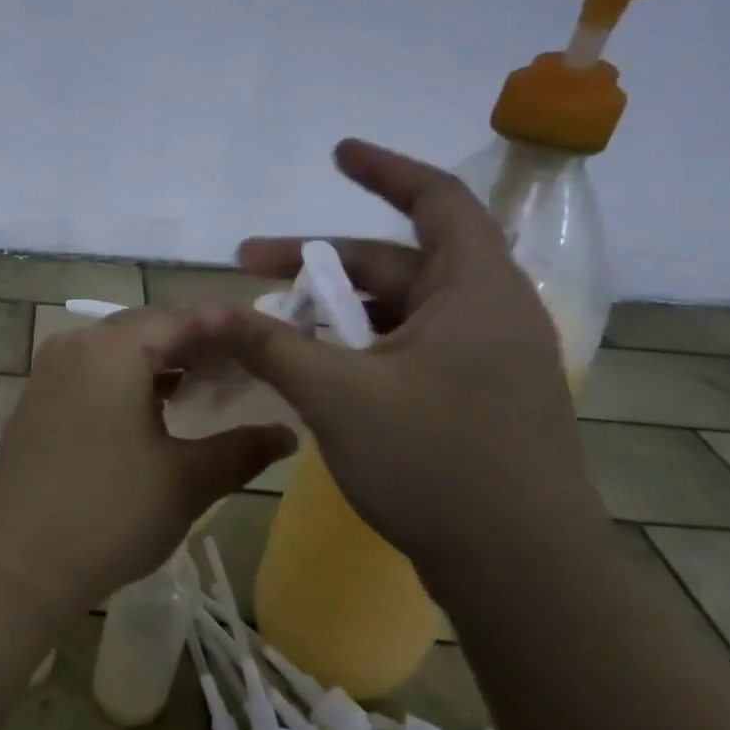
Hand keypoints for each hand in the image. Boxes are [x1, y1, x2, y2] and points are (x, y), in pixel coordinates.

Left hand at [0, 309, 295, 624]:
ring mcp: (49, 373)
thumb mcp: (186, 481)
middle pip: (147, 330)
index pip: (181, 320)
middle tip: (244, 369)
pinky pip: (93, 375)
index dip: (226, 330)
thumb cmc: (108, 514)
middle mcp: (75, 345)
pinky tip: (158, 412)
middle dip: (196, 346)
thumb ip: (242, 450)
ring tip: (210, 390)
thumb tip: (287, 434)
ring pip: (118, 353)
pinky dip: (130, 383)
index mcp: (111, 348)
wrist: (12, 563)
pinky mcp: (38, 401)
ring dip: (163, 365)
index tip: (266, 344)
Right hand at [210, 138, 598, 575]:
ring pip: (393, 312)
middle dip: (318, 261)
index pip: (436, 201)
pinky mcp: (472, 400)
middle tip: (248, 267)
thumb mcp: (339, 395)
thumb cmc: (437, 464)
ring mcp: (481, 361)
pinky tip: (310, 368)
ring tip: (268, 325)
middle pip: (394, 263)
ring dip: (331, 310)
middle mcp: (486, 315)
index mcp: (475, 292)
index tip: (336, 153)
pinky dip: (354, 347)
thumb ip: (269, 344)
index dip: (384, 169)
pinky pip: (403, 351)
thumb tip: (205, 311)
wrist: (523, 575)